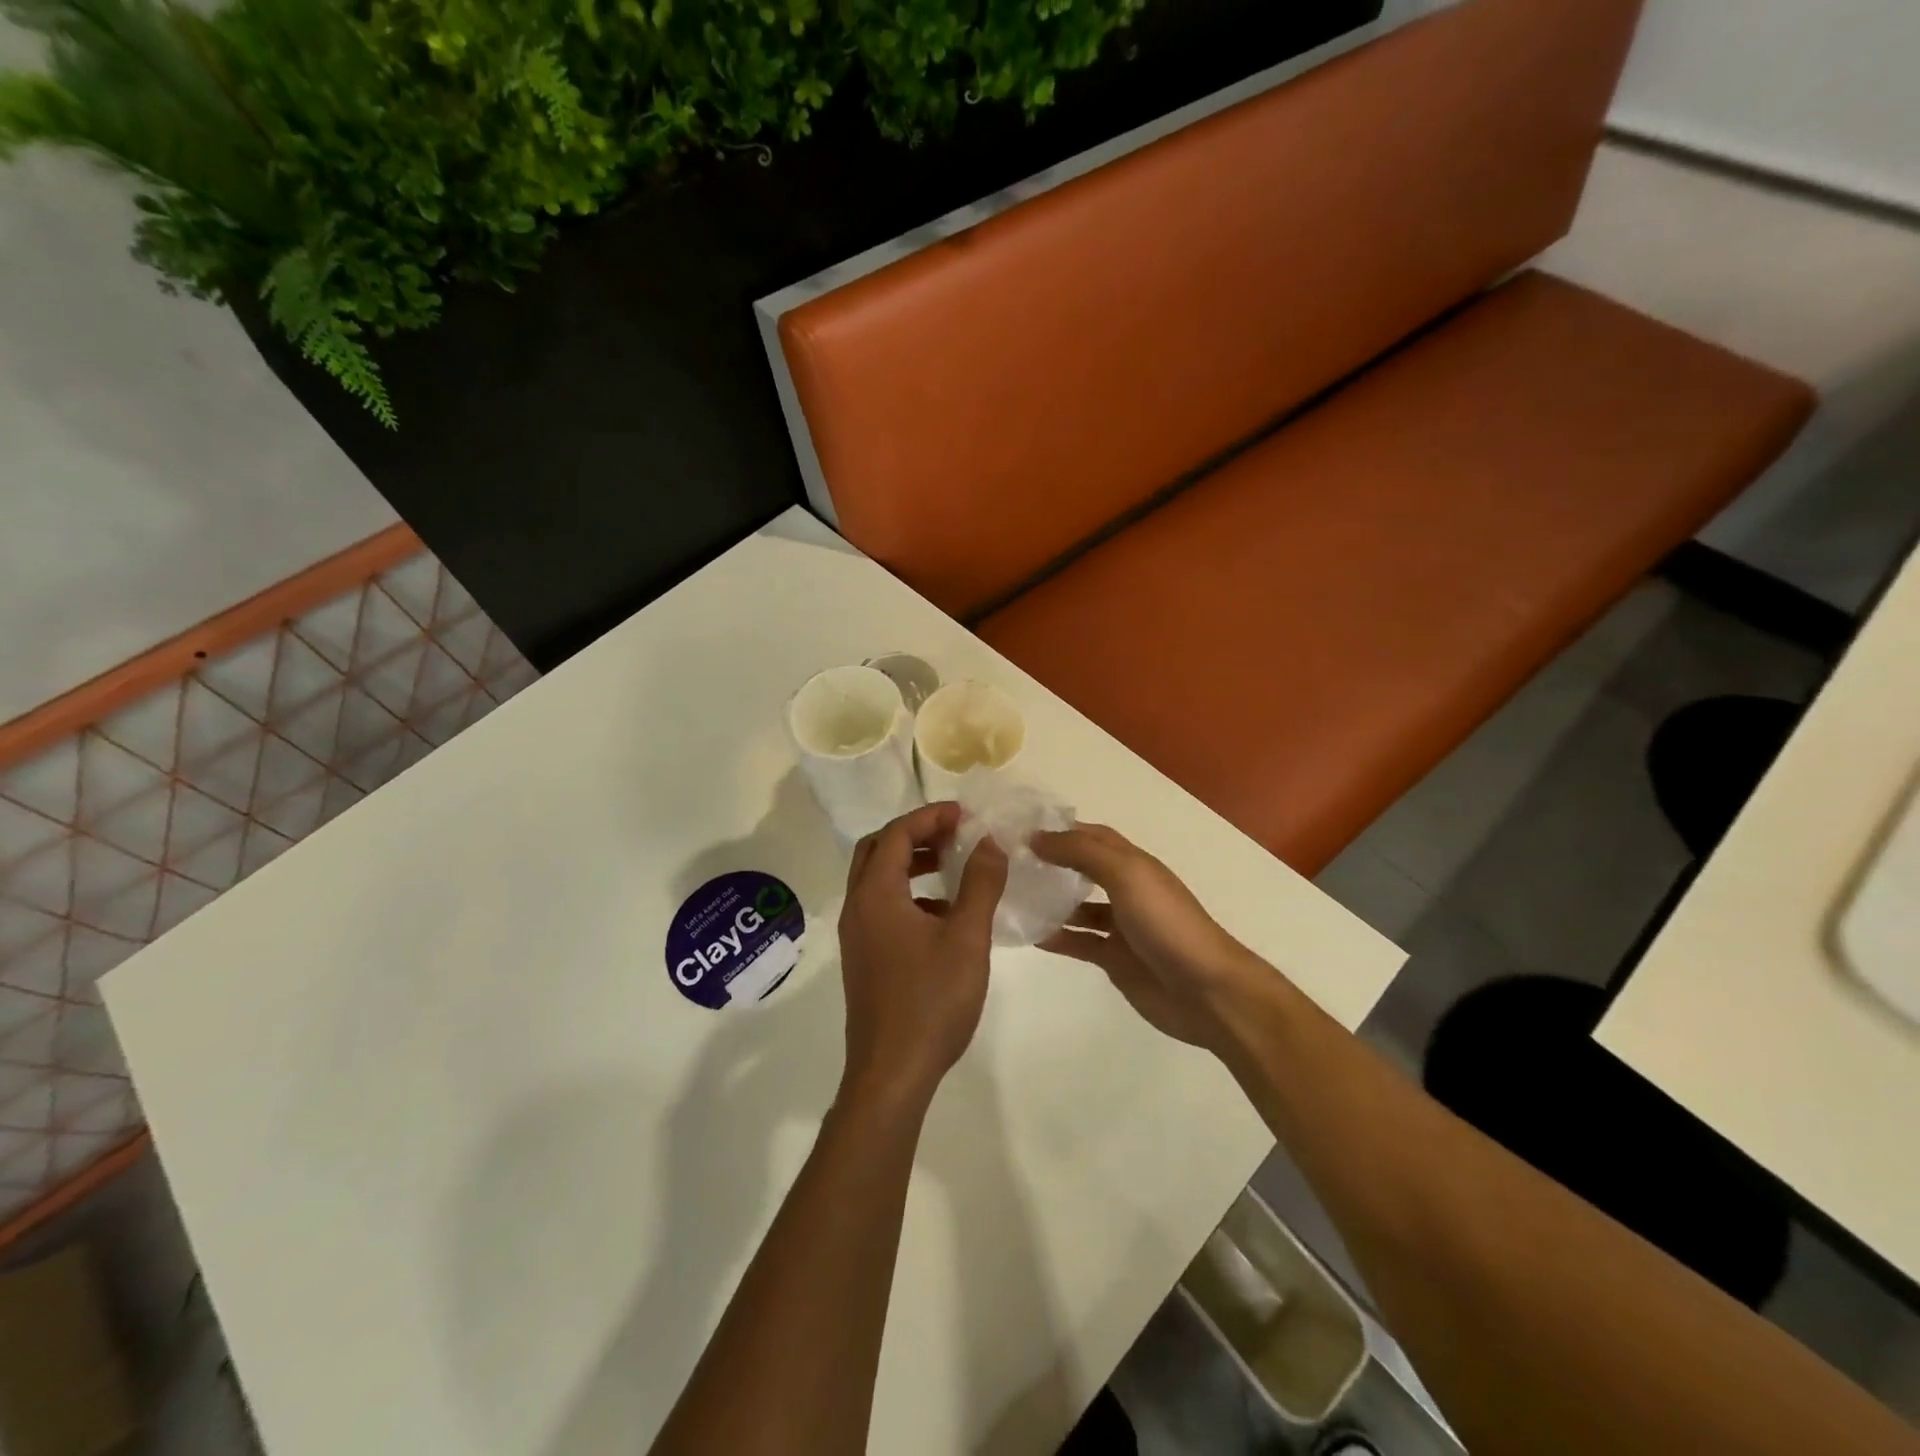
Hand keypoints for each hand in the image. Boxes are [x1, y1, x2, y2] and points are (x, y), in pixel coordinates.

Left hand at [837, 803, 1007, 1111]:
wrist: (891, 1073)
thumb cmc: (931, 1000)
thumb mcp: (966, 937)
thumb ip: (980, 884)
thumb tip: (990, 842)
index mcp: (876, 895)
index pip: (897, 834)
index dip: (930, 817)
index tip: (964, 815)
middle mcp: (857, 907)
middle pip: (877, 850)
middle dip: (915, 835)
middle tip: (952, 834)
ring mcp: (857, 935)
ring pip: (877, 880)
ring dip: (910, 864)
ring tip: (951, 866)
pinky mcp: (863, 958)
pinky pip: (881, 907)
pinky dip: (908, 894)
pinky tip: (943, 915)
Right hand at [1033, 824, 1254, 1052]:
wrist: (1206, 990)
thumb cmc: (1166, 923)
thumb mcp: (1125, 874)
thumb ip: (1081, 853)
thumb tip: (1036, 838)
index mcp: (1133, 864)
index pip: (1092, 836)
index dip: (1061, 830)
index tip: (1021, 831)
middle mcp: (1127, 890)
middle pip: (1084, 869)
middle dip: (1052, 863)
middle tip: (1010, 864)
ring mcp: (1121, 927)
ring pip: (1079, 908)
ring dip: (1052, 901)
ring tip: (1013, 898)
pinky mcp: (1116, 960)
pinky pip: (1080, 942)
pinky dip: (1057, 938)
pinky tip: (1031, 936)